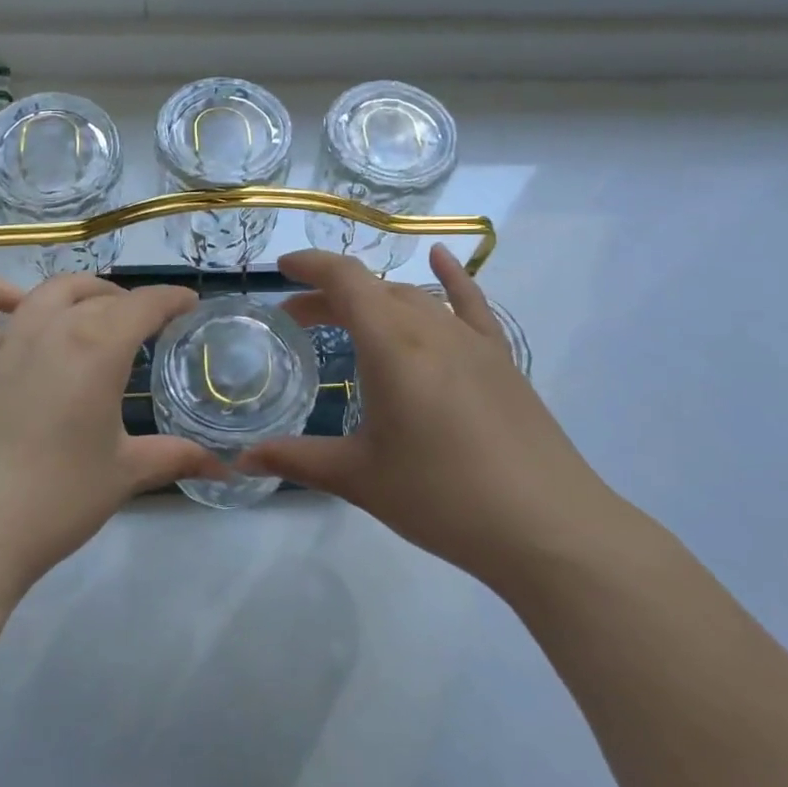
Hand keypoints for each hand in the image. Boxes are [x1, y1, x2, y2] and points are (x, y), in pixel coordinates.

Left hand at [0, 275, 223, 599]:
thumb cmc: (56, 498)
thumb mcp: (125, 474)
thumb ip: (174, 458)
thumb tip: (223, 468)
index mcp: (97, 348)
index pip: (144, 305)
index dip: (172, 299)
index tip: (190, 304)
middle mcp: (51, 330)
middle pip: (97, 296)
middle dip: (129, 300)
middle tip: (147, 323)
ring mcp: (4, 344)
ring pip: (47, 293)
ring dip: (78, 292)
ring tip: (94, 311)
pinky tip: (15, 308)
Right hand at [240, 246, 620, 590]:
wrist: (545, 526)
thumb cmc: (441, 498)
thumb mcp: (360, 479)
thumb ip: (297, 460)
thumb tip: (242, 459)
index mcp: (392, 347)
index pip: (345, 280)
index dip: (309, 266)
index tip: (279, 270)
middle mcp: (431, 329)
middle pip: (374, 289)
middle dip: (330, 296)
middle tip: (299, 320)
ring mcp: (472, 341)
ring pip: (414, 298)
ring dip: (374, 299)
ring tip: (349, 320)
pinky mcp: (501, 359)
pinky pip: (471, 305)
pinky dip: (451, 278)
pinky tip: (440, 260)